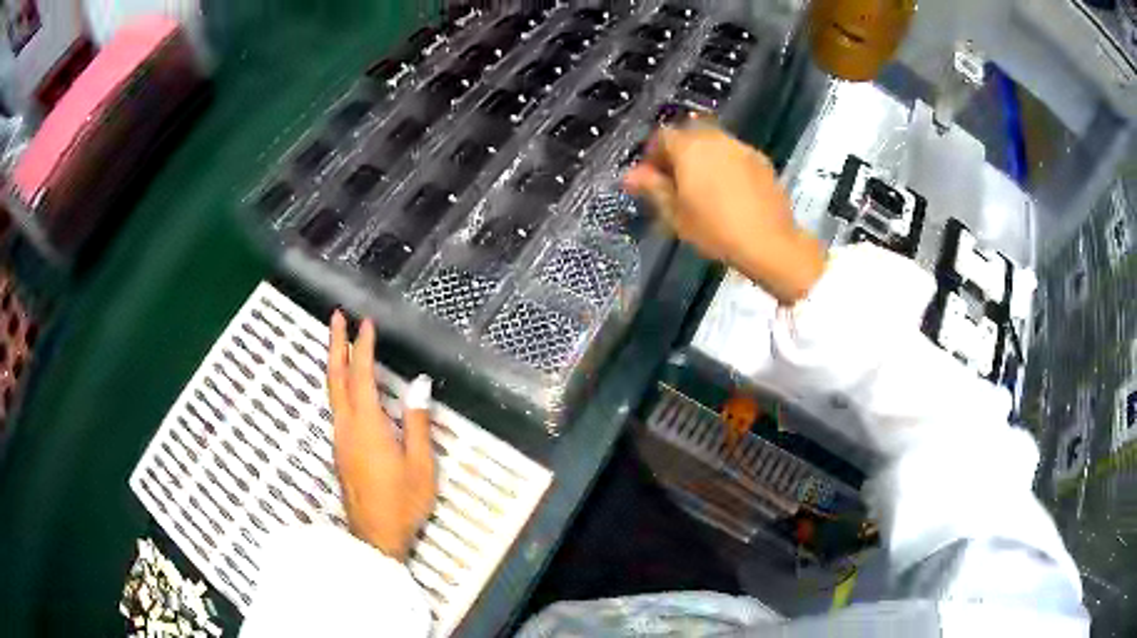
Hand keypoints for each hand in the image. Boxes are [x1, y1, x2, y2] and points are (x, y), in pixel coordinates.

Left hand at [327, 311, 435, 560]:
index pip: (362, 377)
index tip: (365, 323)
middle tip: (336, 317)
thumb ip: (417, 422)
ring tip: (340, 342)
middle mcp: (347, 427)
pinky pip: (336, 406)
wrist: (375, 537)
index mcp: (367, 426)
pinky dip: (339, 384)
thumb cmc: (403, 502)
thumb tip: (419, 383)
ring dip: (335, 362)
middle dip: (335, 344)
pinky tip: (347, 384)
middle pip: (335, 378)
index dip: (362, 347)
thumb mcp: (420, 464)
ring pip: (332, 392)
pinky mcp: (340, 449)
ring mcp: (340, 438)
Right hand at [623, 123, 825, 304]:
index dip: (653, 155)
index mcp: (689, 148)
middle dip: (678, 152)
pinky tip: (730, 191)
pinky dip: (726, 164)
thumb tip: (629, 175)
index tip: (651, 177)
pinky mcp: (761, 160)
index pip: (662, 136)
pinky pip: (735, 154)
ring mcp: (741, 147)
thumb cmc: (715, 230)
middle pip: (689, 134)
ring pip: (714, 142)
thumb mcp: (675, 214)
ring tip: (704, 186)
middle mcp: (715, 138)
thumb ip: (652, 188)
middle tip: (676, 181)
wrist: (769, 242)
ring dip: (703, 157)